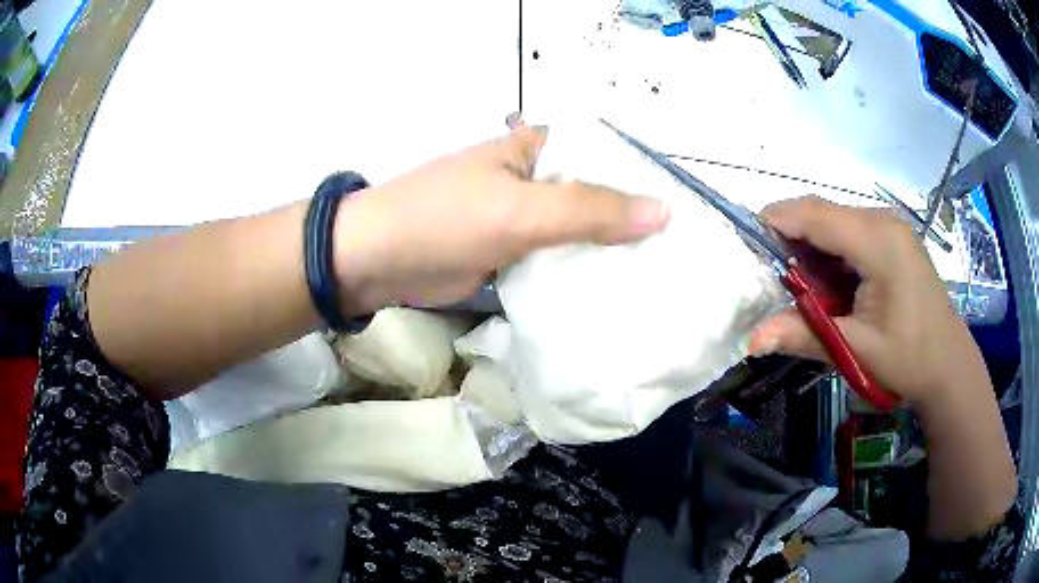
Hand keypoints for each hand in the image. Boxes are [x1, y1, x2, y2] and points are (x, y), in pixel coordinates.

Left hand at [332, 125, 670, 312]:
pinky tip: (614, 295)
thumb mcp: (519, 210)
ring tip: (660, 280)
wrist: (375, 260)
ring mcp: (523, 219)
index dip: (646, 183)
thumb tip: (664, 212)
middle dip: (633, 226)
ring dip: (609, 254)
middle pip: (597, 198)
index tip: (688, 218)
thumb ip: (589, 210)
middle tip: (681, 259)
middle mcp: (536, 178)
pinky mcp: (511, 253)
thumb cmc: (442, 219)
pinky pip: (556, 260)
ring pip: (578, 233)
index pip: (607, 158)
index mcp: (538, 150)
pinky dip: (580, 275)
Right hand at [749, 197, 989, 407]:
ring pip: (836, 222)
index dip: (776, 222)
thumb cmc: (908, 359)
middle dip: (793, 240)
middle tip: (779, 283)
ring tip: (809, 291)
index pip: (814, 214)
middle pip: (823, 213)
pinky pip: (852, 232)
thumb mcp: (855, 350)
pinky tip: (835, 286)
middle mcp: (883, 221)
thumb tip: (751, 340)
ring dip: (814, 249)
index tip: (748, 249)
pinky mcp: (894, 238)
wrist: (948, 366)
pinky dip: (833, 253)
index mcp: (878, 241)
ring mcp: (891, 227)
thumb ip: (804, 335)